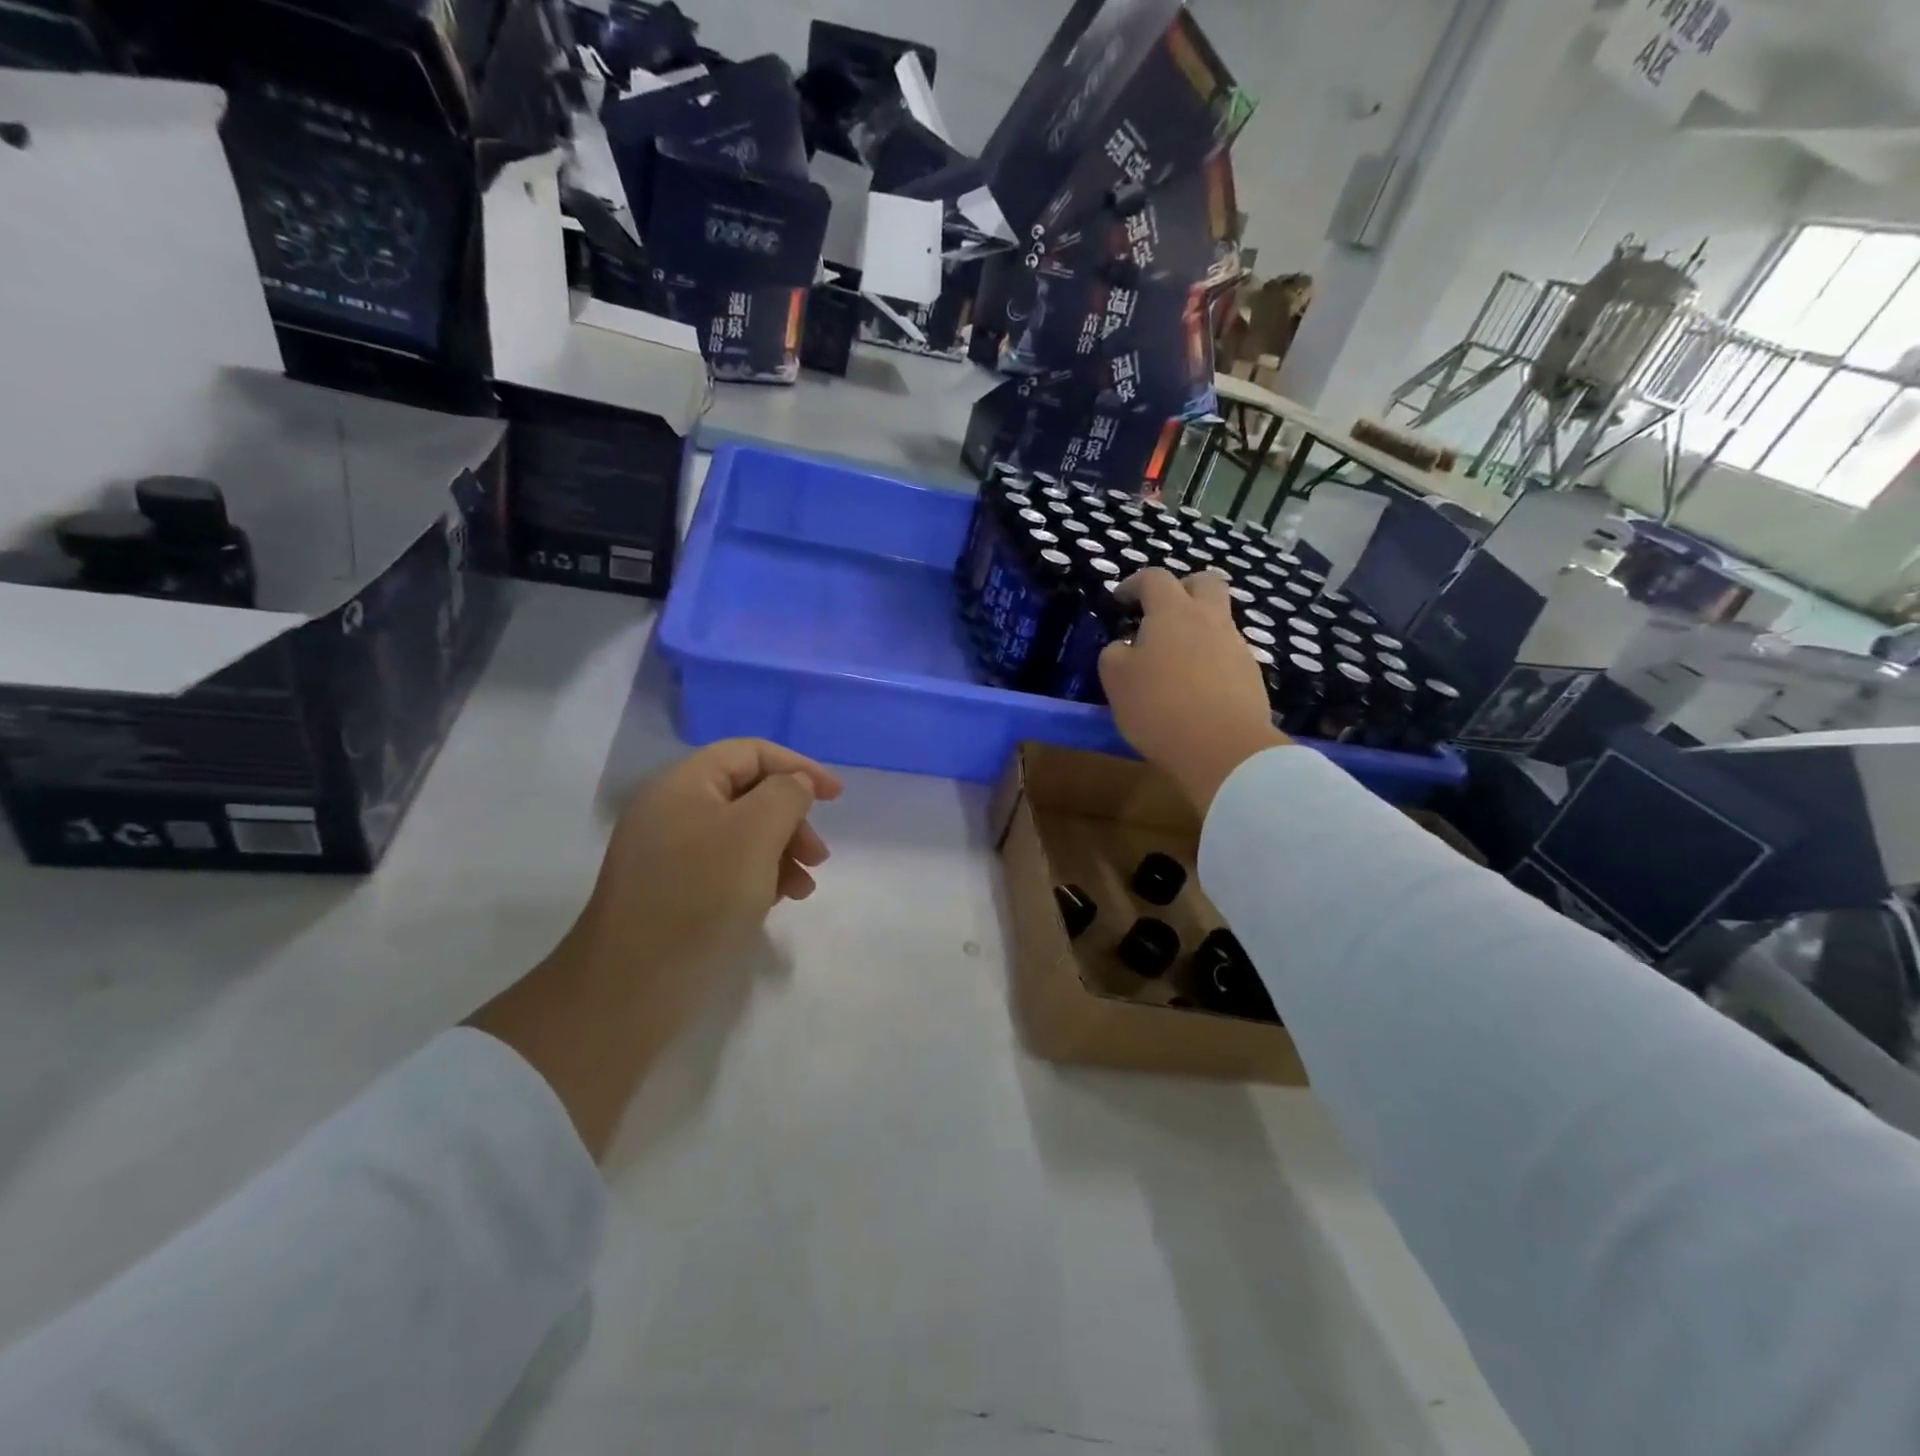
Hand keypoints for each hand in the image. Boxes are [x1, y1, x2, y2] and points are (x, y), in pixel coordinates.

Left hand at [576, 739, 842, 974]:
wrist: (631, 987)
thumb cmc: (700, 896)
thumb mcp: (755, 833)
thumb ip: (786, 795)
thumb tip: (794, 784)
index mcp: (683, 784)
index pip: (750, 752)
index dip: (797, 766)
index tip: (836, 797)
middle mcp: (672, 811)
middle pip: (748, 793)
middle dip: (791, 818)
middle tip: (818, 855)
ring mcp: (669, 854)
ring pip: (742, 834)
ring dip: (782, 852)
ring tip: (804, 887)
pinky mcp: (673, 892)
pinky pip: (726, 867)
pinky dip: (759, 876)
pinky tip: (778, 901)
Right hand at [1099, 568, 1289, 811]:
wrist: (1224, 748)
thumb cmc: (1159, 706)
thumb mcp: (1116, 680)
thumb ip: (1114, 653)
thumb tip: (1125, 646)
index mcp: (1173, 612)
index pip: (1154, 578)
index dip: (1134, 583)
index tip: (1119, 600)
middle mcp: (1210, 620)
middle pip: (1204, 582)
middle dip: (1182, 588)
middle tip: (1161, 611)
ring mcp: (1236, 646)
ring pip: (1218, 620)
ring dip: (1196, 628)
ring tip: (1173, 659)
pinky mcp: (1250, 675)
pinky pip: (1227, 653)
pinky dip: (1209, 659)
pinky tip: (1194, 687)